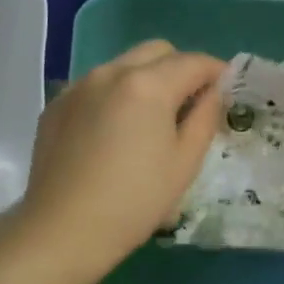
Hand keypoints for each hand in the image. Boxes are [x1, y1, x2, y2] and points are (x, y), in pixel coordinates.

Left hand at [7, 41, 225, 283]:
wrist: (63, 231)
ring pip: (122, 65)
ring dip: (145, 80)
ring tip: (150, 120)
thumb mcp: (184, 163)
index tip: (227, 89)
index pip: (193, 62)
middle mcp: (110, 72)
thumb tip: (213, 92)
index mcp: (147, 84)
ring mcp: (78, 86)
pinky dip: (114, 96)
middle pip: (156, 52)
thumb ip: (205, 117)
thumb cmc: (135, 202)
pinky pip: (95, 86)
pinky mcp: (56, 106)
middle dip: (180, 68)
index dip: (217, 72)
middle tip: (190, 105)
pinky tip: (113, 134)